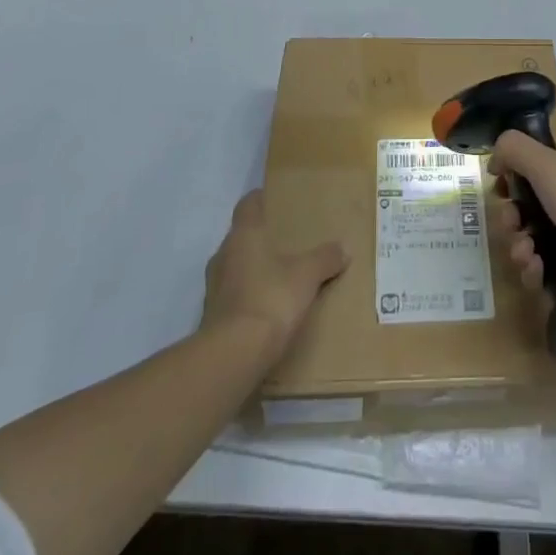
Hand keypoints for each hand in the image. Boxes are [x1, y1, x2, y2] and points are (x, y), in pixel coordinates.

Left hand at [200, 190, 346, 356]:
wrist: (233, 355)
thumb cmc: (270, 299)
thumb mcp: (307, 276)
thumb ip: (324, 258)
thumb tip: (343, 248)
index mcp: (243, 235)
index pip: (247, 205)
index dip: (260, 199)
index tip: (276, 200)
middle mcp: (224, 255)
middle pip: (241, 237)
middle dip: (261, 238)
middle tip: (287, 240)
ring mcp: (214, 287)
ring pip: (236, 267)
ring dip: (253, 269)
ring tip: (280, 275)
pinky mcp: (212, 317)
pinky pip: (234, 296)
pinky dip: (249, 296)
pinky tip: (268, 307)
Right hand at [488, 137, 555, 324]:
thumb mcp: (549, 166)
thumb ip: (515, 149)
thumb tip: (496, 157)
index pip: (533, 163)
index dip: (512, 176)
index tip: (500, 190)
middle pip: (529, 203)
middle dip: (512, 217)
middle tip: (511, 227)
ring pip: (534, 237)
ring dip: (520, 247)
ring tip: (526, 258)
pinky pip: (546, 266)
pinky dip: (536, 270)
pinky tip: (537, 275)